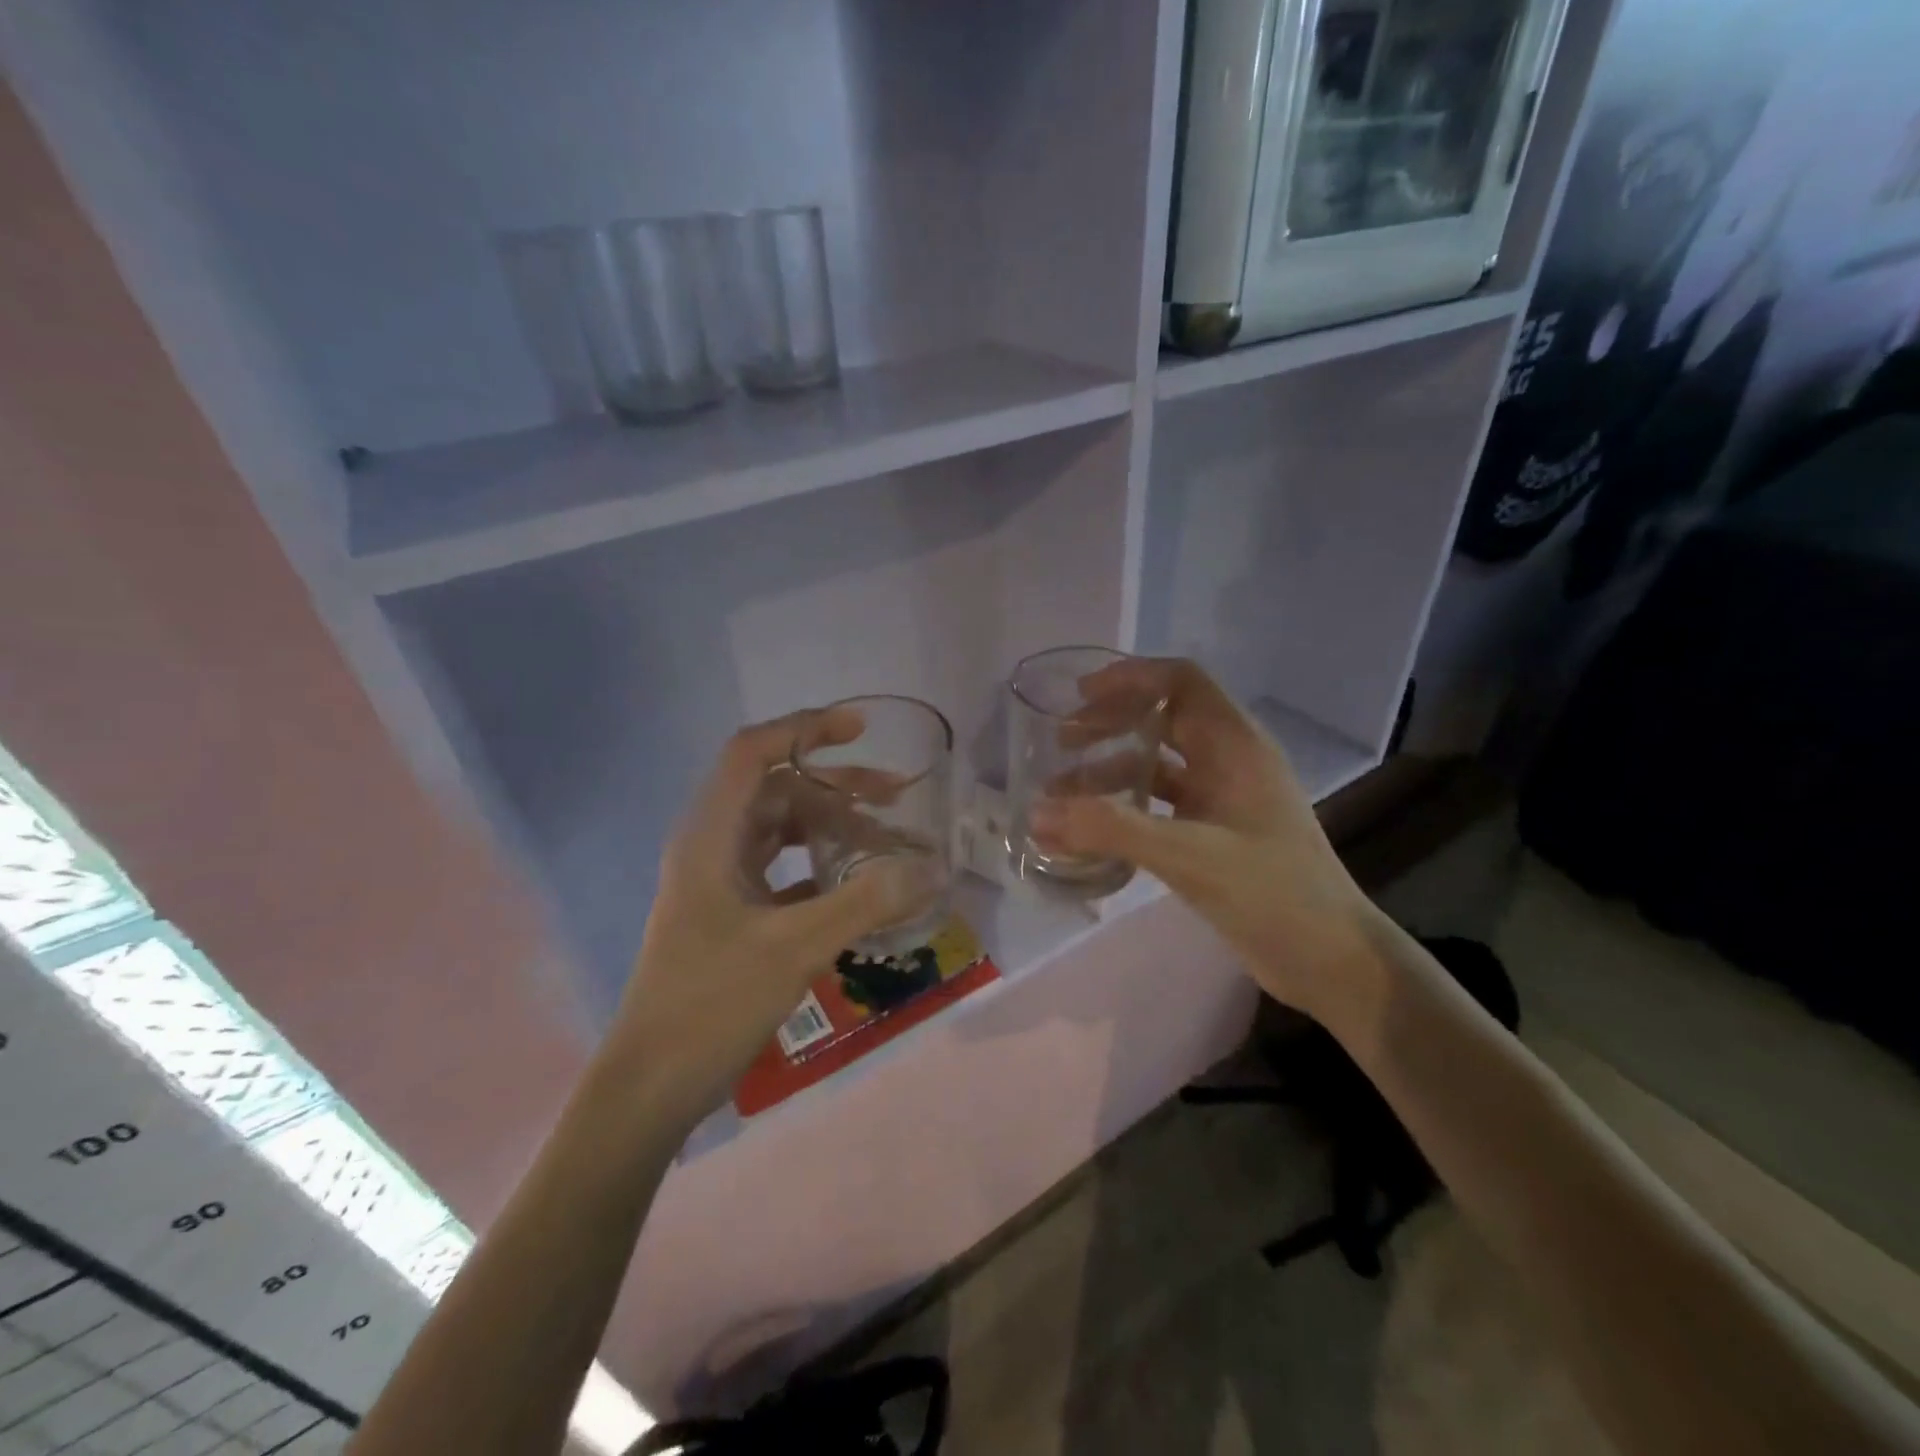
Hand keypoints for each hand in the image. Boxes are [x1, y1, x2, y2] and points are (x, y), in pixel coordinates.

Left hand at [605, 709, 936, 1127]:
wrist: (651, 1085)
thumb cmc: (711, 1003)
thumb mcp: (795, 947)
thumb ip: (866, 903)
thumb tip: (933, 868)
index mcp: (711, 835)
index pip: (753, 752)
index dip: (805, 729)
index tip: (860, 729)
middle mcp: (712, 845)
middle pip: (777, 791)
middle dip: (837, 786)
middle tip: (896, 796)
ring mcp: (721, 881)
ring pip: (783, 831)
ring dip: (832, 828)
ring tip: (886, 843)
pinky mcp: (732, 913)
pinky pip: (784, 870)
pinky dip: (821, 868)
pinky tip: (858, 887)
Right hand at [1029, 658, 1381, 1025]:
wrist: (1330, 958)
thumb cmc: (1272, 893)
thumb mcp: (1190, 856)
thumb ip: (1112, 831)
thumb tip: (1036, 813)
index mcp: (1235, 745)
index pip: (1181, 681)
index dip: (1130, 677)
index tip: (1080, 695)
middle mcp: (1229, 760)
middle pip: (1164, 717)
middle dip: (1110, 723)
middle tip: (1061, 742)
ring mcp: (1223, 798)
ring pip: (1158, 764)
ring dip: (1110, 770)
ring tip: (1060, 792)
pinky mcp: (1215, 833)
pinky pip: (1160, 804)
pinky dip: (1124, 807)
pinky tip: (1091, 829)